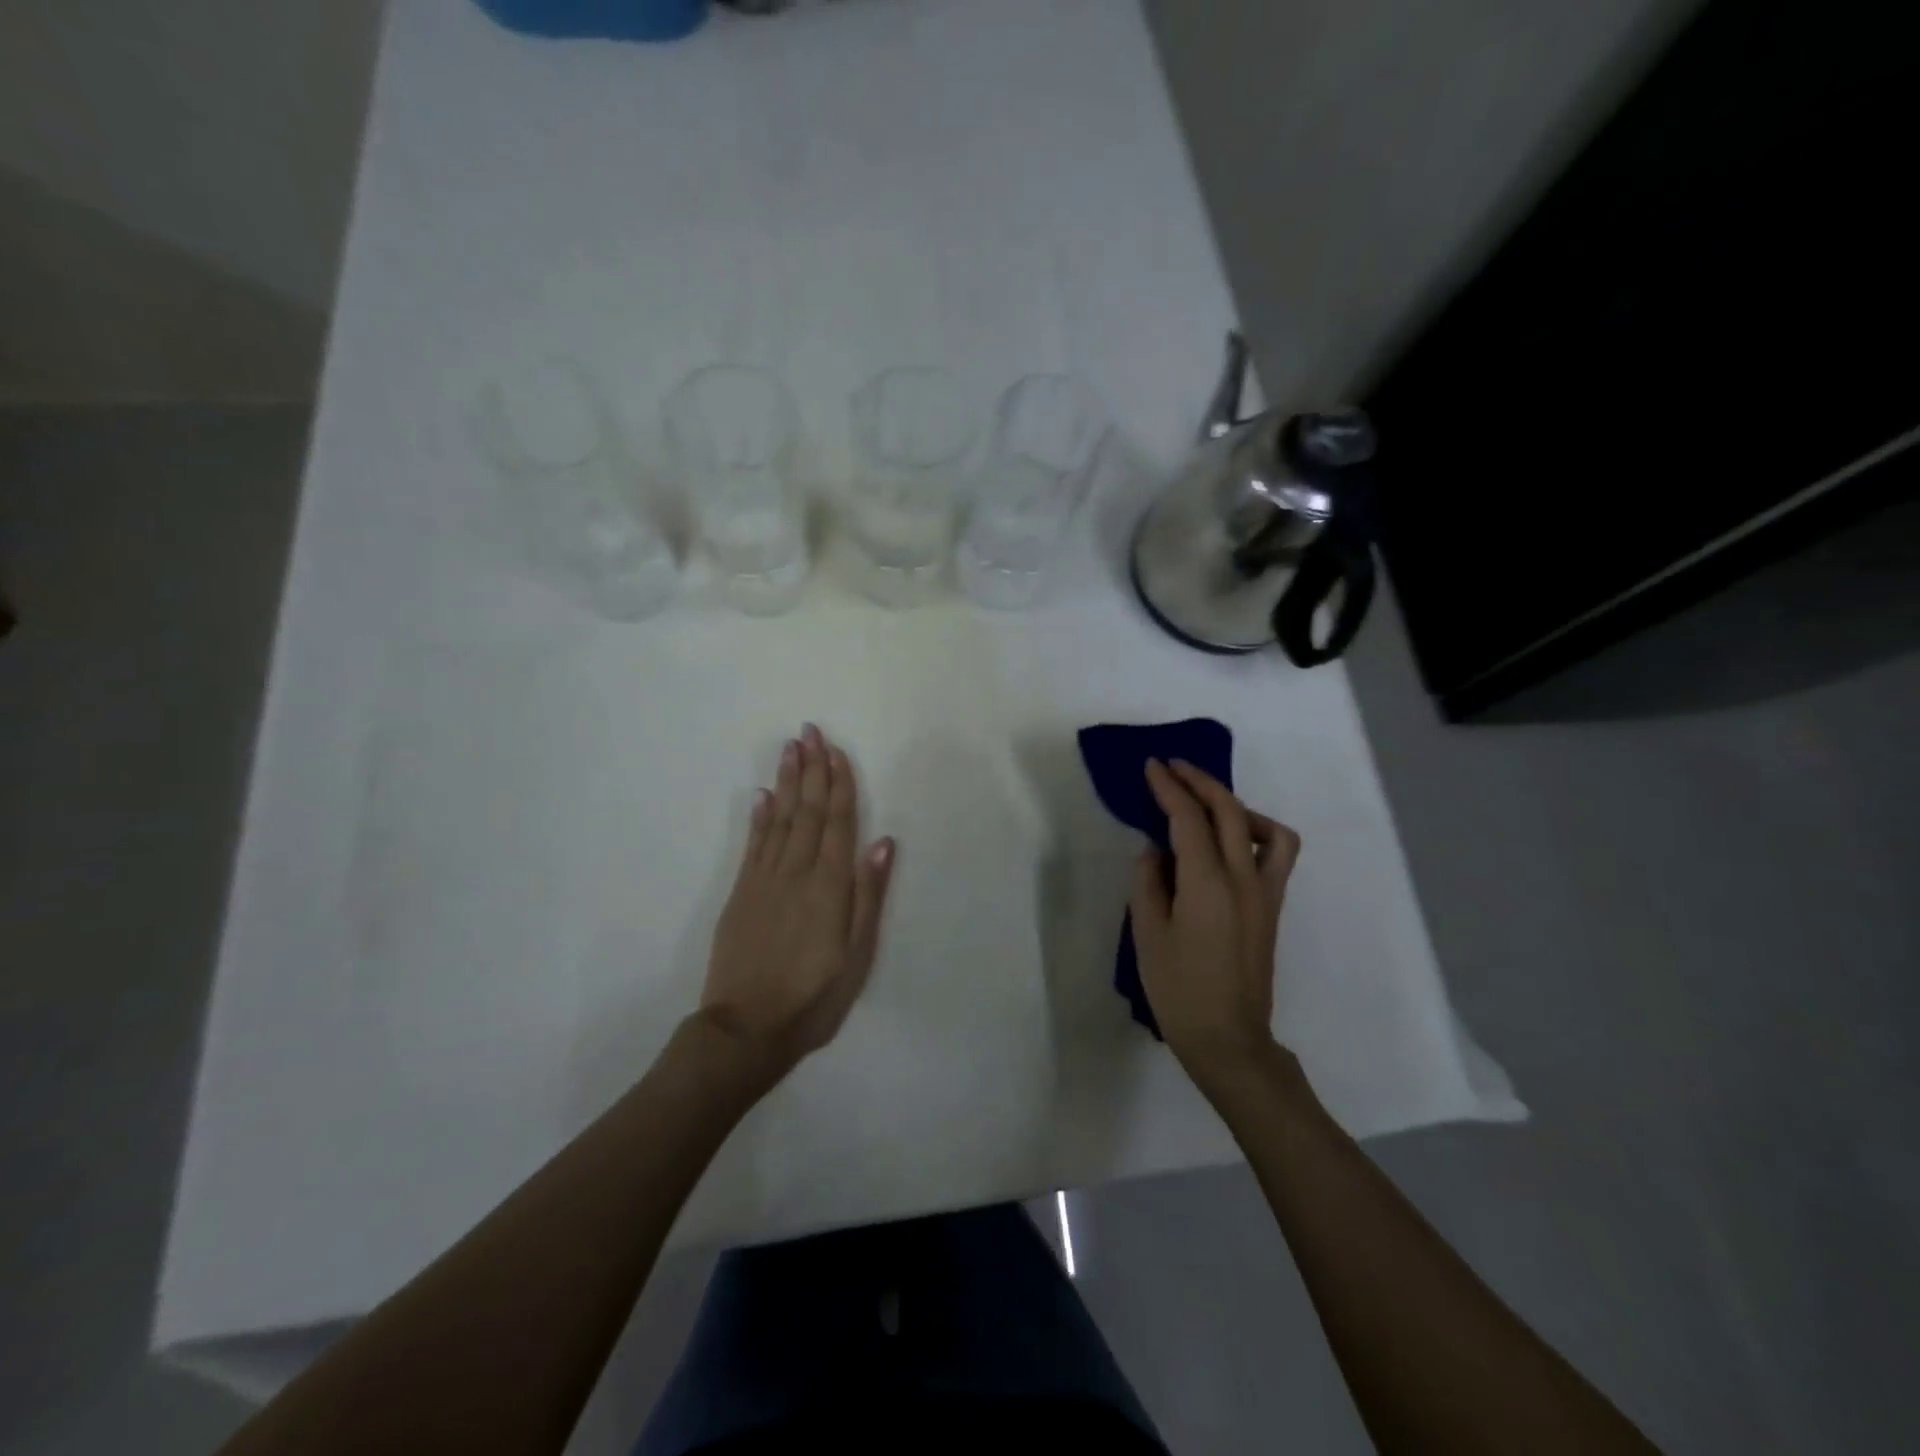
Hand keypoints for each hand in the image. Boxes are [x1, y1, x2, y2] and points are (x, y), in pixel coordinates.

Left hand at [697, 724, 895, 1079]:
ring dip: (786, 782)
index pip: (837, 822)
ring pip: (779, 819)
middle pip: (807, 811)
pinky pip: (752, 845)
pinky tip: (762, 796)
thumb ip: (868, 895)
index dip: (839, 784)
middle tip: (809, 731)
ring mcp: (763, 880)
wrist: (745, 1029)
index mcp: (829, 886)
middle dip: (811, 769)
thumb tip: (883, 842)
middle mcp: (796, 872)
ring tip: (790, 749)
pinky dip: (759, 817)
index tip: (836, 750)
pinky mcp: (740, 894)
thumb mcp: (857, 955)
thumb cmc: (814, 997)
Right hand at [1130, 759, 1300, 1081]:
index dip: (1168, 787)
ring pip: (1263, 826)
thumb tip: (1156, 850)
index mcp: (1207, 884)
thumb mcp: (1147, 934)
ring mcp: (1265, 891)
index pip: (1188, 818)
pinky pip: (1276, 853)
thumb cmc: (1178, 990)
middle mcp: (1243, 878)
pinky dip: (1257, 831)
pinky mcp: (1273, 906)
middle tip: (1172, 767)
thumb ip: (1148, 882)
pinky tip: (1231, 840)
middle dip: (1199, 781)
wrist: (1228, 1038)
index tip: (1152, 766)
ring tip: (1205, 803)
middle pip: (1228, 810)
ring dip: (1233, 803)